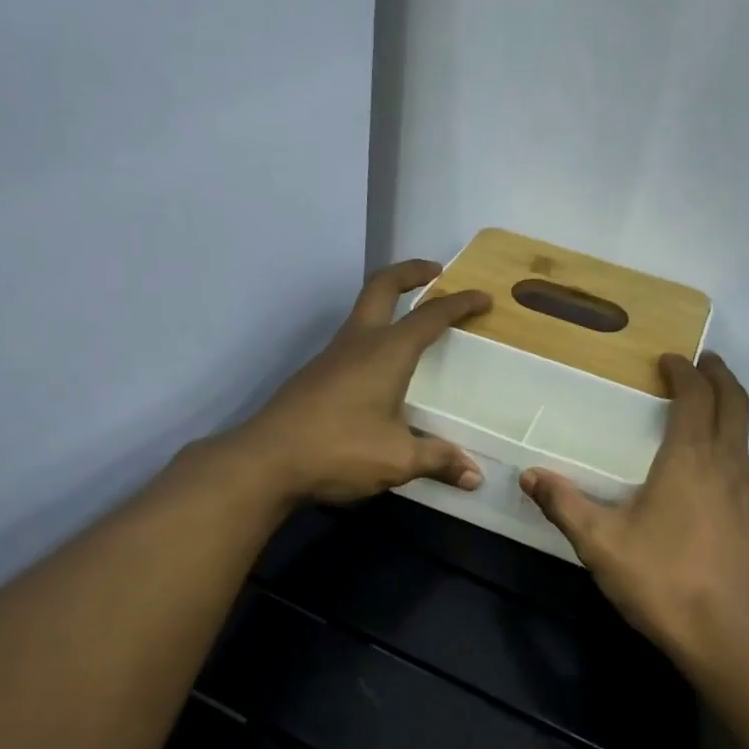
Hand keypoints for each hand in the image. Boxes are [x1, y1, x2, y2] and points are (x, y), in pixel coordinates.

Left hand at [231, 259, 491, 505]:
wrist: (265, 461)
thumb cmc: (339, 450)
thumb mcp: (397, 460)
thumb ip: (438, 460)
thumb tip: (475, 476)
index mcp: (387, 352)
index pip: (431, 316)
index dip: (460, 304)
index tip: (483, 298)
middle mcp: (359, 342)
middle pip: (382, 286)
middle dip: (411, 272)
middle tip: (435, 271)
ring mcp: (332, 356)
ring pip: (363, 312)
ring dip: (389, 303)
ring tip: (412, 322)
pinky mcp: (315, 374)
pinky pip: (352, 340)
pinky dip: (374, 335)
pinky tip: (381, 368)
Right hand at [520, 353, 748, 666]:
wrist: (731, 639)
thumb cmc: (663, 581)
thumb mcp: (601, 544)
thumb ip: (565, 505)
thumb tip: (529, 475)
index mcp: (691, 459)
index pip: (697, 396)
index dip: (685, 372)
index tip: (670, 359)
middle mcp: (729, 466)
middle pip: (736, 404)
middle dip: (720, 377)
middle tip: (703, 363)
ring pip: (744, 437)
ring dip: (728, 413)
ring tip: (702, 416)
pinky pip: (745, 470)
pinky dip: (730, 452)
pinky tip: (708, 480)